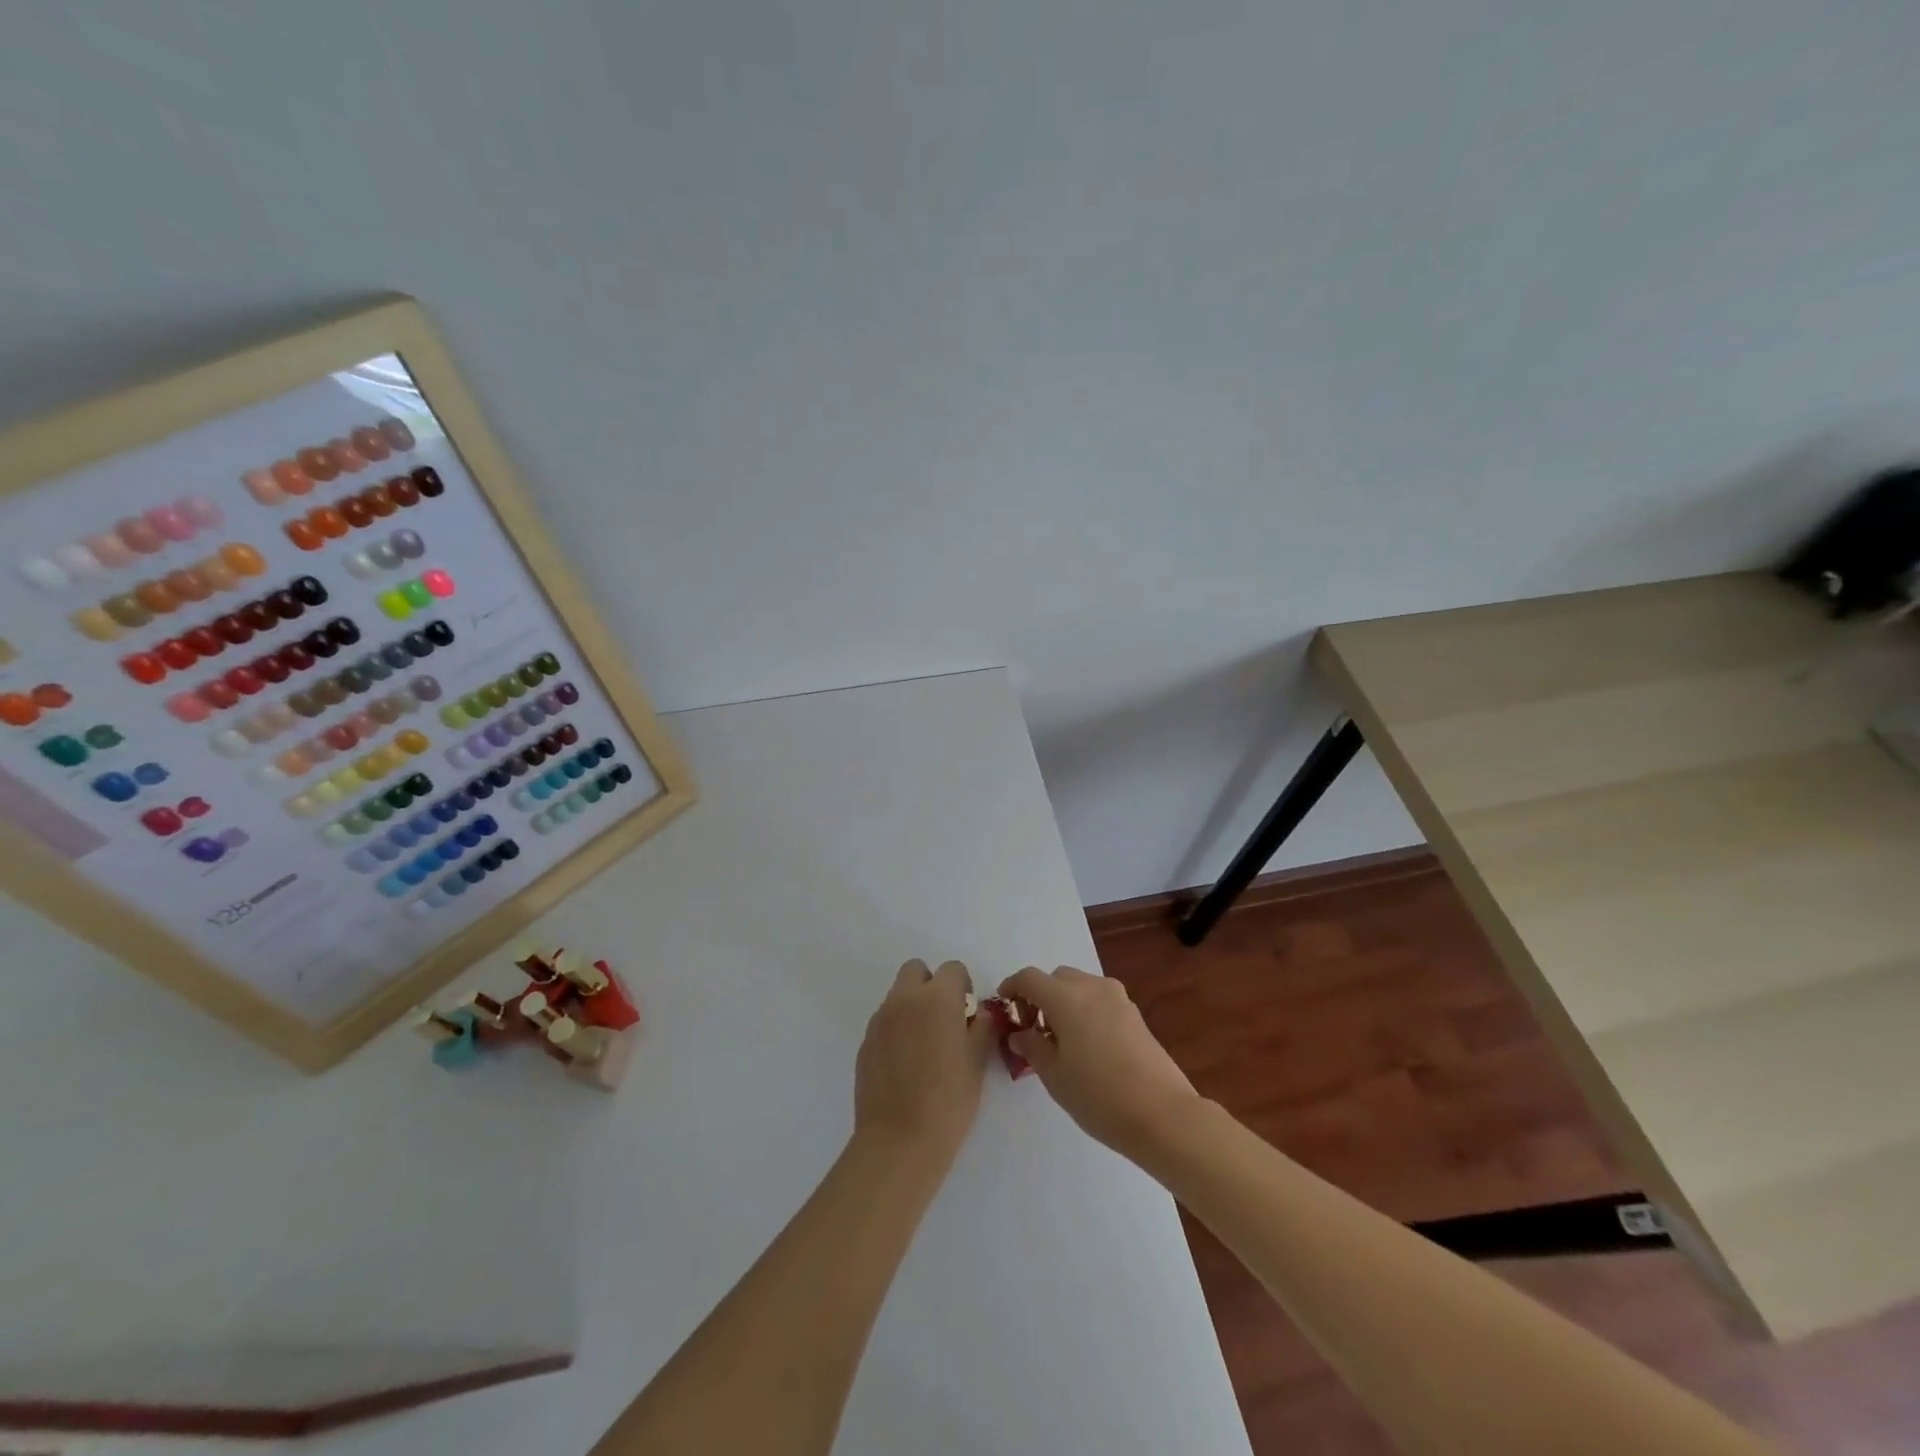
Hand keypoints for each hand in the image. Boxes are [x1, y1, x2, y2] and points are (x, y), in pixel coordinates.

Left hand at [854, 959, 993, 1167]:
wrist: (899, 1140)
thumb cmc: (949, 1100)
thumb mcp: (978, 1061)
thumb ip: (983, 1027)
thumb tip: (980, 1013)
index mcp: (937, 997)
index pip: (953, 969)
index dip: (963, 987)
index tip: (967, 1015)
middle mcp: (905, 999)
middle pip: (917, 970)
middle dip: (931, 986)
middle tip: (944, 1020)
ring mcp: (880, 1019)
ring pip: (898, 995)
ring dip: (912, 1007)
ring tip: (924, 1047)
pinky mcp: (865, 1042)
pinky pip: (884, 1021)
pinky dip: (896, 1030)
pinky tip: (905, 1065)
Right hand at [999, 965, 1203, 1161]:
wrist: (1163, 1114)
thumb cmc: (1099, 1096)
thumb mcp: (1054, 1076)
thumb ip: (1032, 1047)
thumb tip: (1020, 1033)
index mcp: (1066, 998)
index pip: (1029, 978)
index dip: (1012, 987)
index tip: (1004, 1007)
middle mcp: (1092, 988)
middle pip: (1056, 978)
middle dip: (1039, 995)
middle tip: (1031, 1028)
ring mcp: (1118, 998)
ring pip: (1080, 986)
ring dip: (1063, 1001)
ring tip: (1059, 1039)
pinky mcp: (1134, 1014)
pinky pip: (1099, 999)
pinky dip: (1084, 1009)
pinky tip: (1086, 1045)